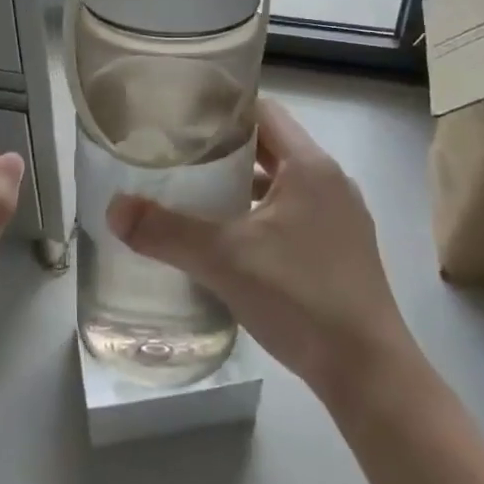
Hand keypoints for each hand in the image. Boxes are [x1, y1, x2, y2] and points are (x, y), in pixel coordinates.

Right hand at [106, 99, 414, 407]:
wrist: (369, 373)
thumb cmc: (301, 297)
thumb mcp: (225, 260)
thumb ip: (167, 231)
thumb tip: (114, 209)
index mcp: (310, 165)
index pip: (263, 111)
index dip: (223, 110)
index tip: (183, 119)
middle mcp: (330, 181)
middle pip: (271, 145)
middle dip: (225, 149)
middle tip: (178, 156)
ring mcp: (341, 217)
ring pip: (282, 183)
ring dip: (244, 185)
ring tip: (197, 196)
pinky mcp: (342, 250)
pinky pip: (294, 213)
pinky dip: (262, 215)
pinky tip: (233, 241)